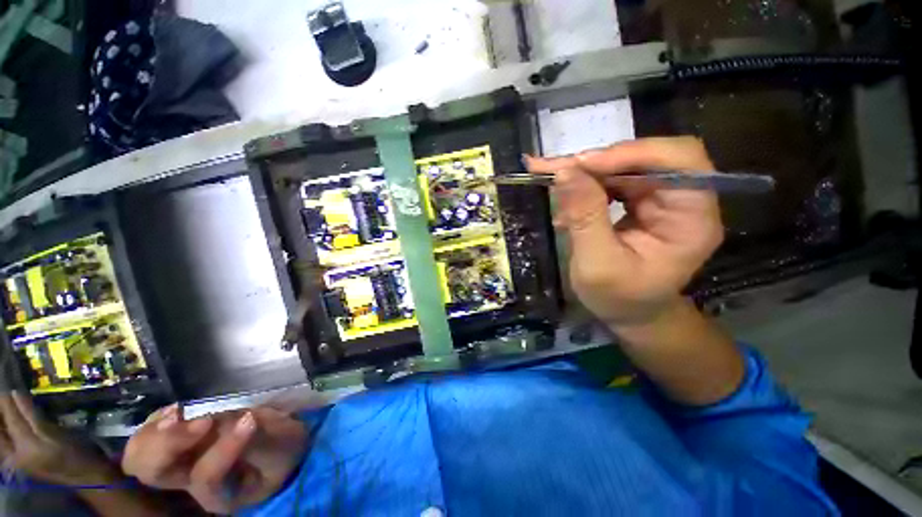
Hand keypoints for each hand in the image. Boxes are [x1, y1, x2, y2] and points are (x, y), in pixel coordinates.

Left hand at [0, 392, 118, 485]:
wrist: (84, 477)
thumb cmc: (75, 452)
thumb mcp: (56, 434)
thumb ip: (33, 417)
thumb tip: (15, 395)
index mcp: (26, 447)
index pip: (11, 418)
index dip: (6, 402)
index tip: (5, 387)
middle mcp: (14, 455)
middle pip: (0, 431)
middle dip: (0, 414)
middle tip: (1, 398)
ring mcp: (14, 462)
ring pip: (0, 439)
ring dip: (1, 423)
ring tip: (2, 410)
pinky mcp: (17, 464)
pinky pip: (3, 446)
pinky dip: (3, 433)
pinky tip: (6, 426)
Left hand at [122, 405, 307, 513]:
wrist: (277, 449)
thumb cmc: (283, 451)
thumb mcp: (285, 447)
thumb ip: (265, 435)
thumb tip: (245, 416)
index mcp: (219, 494)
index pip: (206, 478)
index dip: (224, 449)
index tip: (251, 418)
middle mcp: (190, 484)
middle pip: (154, 473)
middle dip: (169, 444)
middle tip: (202, 421)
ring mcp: (178, 463)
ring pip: (139, 457)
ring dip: (156, 433)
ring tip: (180, 413)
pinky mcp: (176, 443)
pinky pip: (147, 436)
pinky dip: (156, 420)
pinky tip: (177, 410)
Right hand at [526, 137, 723, 328]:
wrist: (628, 312)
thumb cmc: (619, 298)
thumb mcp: (597, 263)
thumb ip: (584, 216)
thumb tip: (564, 171)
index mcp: (691, 218)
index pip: (679, 160)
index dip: (630, 154)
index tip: (580, 164)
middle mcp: (683, 200)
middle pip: (645, 159)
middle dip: (594, 163)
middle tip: (550, 170)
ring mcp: (660, 198)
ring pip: (623, 166)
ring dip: (583, 172)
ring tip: (550, 179)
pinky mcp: (640, 201)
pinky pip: (611, 180)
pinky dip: (584, 184)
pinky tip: (564, 199)